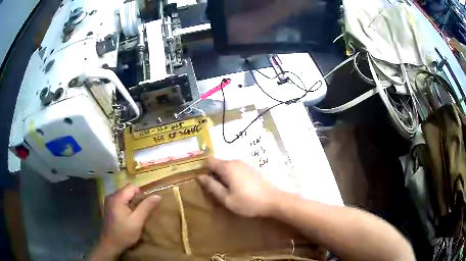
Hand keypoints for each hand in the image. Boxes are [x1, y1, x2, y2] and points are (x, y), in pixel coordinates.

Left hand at [90, 184, 160, 259]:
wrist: (110, 244)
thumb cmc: (124, 233)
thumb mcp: (137, 221)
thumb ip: (146, 207)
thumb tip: (157, 195)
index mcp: (117, 197)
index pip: (133, 187)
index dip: (142, 195)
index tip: (147, 206)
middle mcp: (111, 196)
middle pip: (128, 191)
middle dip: (137, 199)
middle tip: (143, 212)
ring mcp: (109, 201)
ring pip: (125, 196)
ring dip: (133, 203)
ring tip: (138, 215)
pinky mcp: (109, 207)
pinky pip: (121, 201)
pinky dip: (127, 206)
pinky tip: (130, 216)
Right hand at [198, 157, 280, 217]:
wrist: (273, 200)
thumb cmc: (248, 202)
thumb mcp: (226, 198)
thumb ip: (212, 186)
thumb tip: (200, 177)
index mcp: (227, 167)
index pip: (208, 161)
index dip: (202, 169)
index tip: (202, 180)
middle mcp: (235, 161)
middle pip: (218, 163)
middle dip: (213, 174)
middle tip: (213, 189)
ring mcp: (245, 164)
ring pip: (227, 167)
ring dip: (223, 176)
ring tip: (225, 191)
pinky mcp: (252, 168)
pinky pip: (236, 169)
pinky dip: (231, 176)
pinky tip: (237, 188)